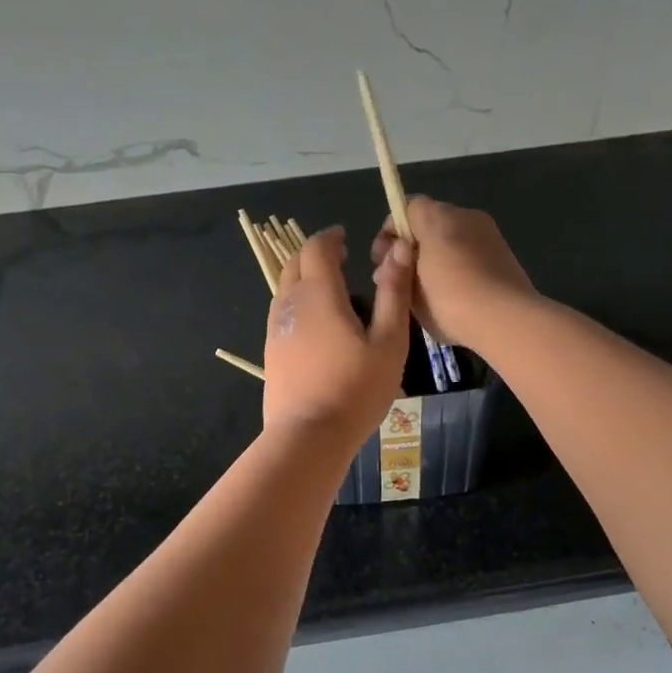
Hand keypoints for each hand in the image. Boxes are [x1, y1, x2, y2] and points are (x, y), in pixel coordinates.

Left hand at [263, 226, 413, 446]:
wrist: (308, 435)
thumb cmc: (356, 388)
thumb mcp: (389, 341)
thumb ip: (394, 293)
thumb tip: (399, 250)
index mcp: (319, 293)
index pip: (317, 248)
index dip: (331, 237)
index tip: (346, 237)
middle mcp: (290, 303)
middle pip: (295, 263)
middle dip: (315, 254)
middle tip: (340, 257)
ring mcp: (275, 328)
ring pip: (285, 288)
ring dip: (304, 278)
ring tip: (332, 288)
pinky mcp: (271, 351)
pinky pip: (282, 312)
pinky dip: (298, 302)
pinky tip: (317, 323)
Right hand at [371, 197, 535, 346]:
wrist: (505, 319)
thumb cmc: (449, 300)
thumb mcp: (410, 284)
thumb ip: (398, 264)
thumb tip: (398, 254)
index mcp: (437, 217)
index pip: (405, 209)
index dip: (389, 234)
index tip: (383, 261)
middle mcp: (465, 215)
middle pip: (429, 223)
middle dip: (412, 247)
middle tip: (401, 279)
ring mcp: (488, 233)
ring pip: (451, 239)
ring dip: (435, 258)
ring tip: (427, 291)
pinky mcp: (505, 253)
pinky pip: (470, 253)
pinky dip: (457, 267)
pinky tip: (453, 296)